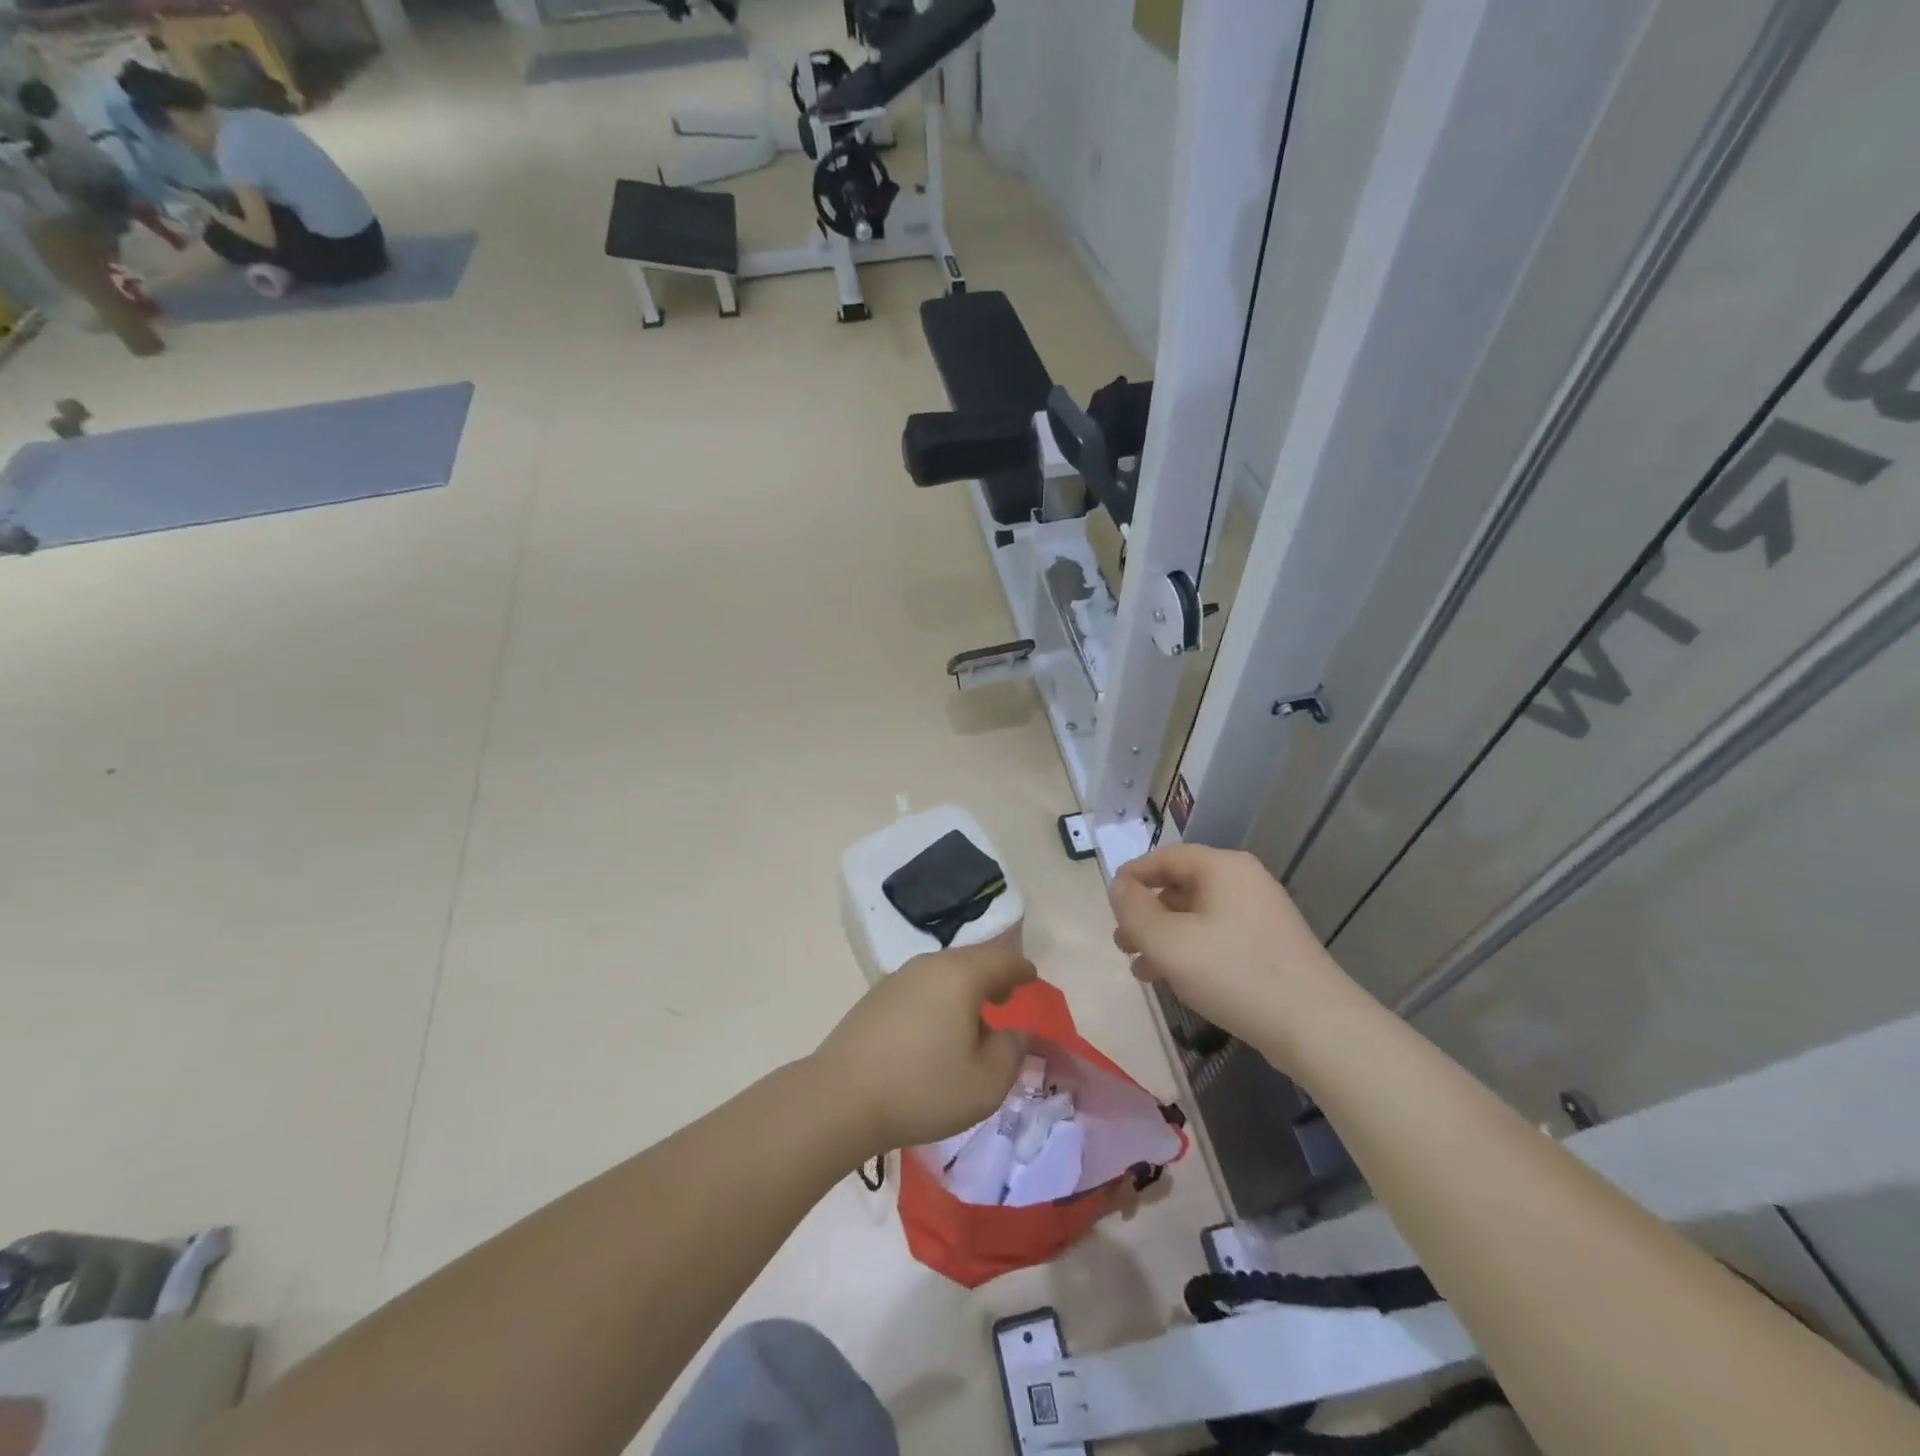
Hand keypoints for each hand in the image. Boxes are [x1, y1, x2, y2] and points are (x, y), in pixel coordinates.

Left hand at [810, 935, 1035, 1160]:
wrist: (841, 1098)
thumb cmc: (923, 1089)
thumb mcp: (985, 1083)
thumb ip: (1011, 1052)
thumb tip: (1016, 1032)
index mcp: (961, 975)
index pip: (1002, 960)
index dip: (1021, 969)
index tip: (1032, 977)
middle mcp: (929, 965)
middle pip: (970, 960)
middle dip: (992, 975)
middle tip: (1005, 997)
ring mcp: (898, 978)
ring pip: (943, 972)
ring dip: (964, 988)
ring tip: (972, 1018)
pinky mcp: (876, 997)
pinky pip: (921, 986)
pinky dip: (939, 998)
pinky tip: (936, 1029)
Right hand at [1110, 845, 1347, 1065]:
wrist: (1318, 1027)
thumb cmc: (1235, 974)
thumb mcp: (1168, 942)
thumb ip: (1134, 910)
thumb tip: (1119, 886)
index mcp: (1222, 868)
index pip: (1165, 857)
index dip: (1132, 877)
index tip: (1109, 904)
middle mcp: (1244, 881)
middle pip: (1180, 886)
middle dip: (1146, 914)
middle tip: (1122, 944)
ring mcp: (1261, 913)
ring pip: (1197, 915)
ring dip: (1164, 937)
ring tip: (1142, 970)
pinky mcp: (1270, 944)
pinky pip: (1218, 935)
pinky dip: (1191, 950)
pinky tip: (1176, 980)